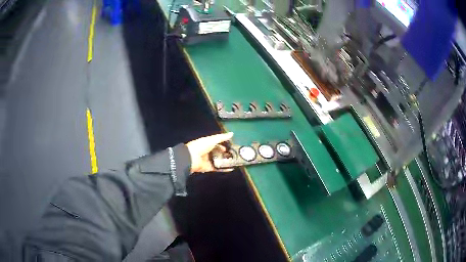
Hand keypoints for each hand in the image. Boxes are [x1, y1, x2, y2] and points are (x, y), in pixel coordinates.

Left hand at [186, 132, 233, 172]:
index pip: (217, 144)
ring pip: (219, 161)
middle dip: (225, 154)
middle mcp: (207, 152)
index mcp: (207, 143)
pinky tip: (230, 168)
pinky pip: (217, 168)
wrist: (191, 158)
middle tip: (234, 155)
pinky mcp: (208, 168)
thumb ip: (222, 137)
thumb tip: (231, 134)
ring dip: (225, 161)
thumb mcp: (212, 139)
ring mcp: (208, 160)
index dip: (224, 145)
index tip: (230, 146)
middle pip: (218, 153)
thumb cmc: (200, 146)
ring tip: (234, 161)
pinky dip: (224, 169)